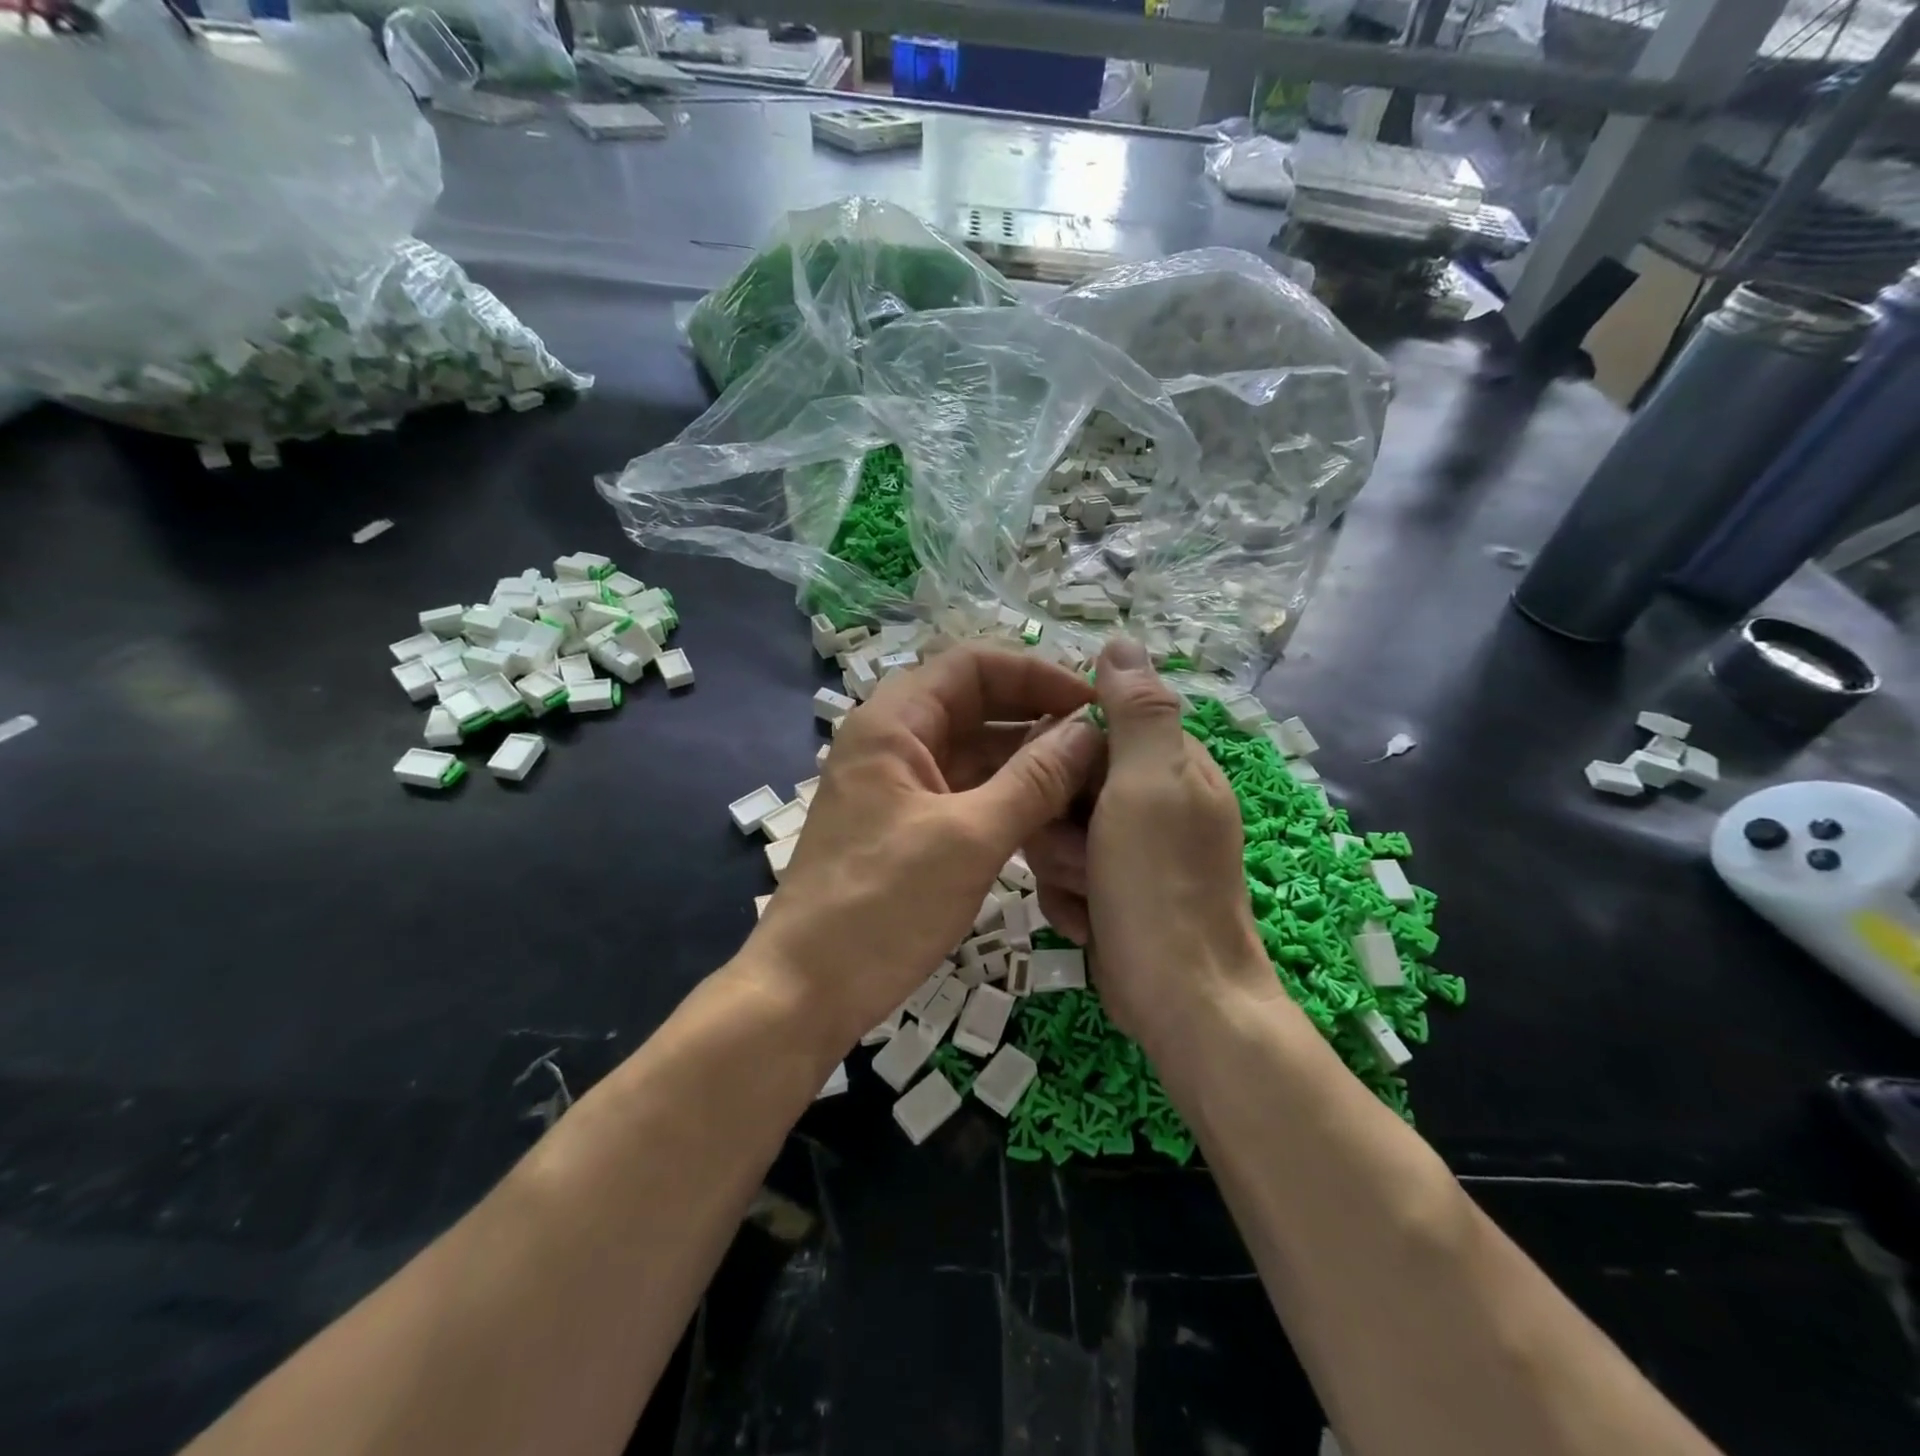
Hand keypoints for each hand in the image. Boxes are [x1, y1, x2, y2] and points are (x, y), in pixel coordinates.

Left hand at [751, 645, 1101, 1050]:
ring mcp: (901, 786)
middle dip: (1039, 719)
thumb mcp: (969, 838)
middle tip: (1105, 746)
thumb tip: (1089, 731)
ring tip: (1094, 783)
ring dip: (1030, 763)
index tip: (1093, 704)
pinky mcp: (909, 826)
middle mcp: (895, 742)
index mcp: (894, 722)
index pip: (974, 665)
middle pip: (978, 706)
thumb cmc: (882, 906)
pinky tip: (1056, 819)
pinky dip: (1010, 799)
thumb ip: (1034, 779)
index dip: (1037, 674)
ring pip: (976, 753)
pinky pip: (968, 793)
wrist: (806, 993)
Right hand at [1026, 639, 1275, 1049]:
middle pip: (1068, 784)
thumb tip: (1121, 641)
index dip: (1062, 757)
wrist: (1181, 1002)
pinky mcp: (1117, 892)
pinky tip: (1091, 921)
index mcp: (1172, 764)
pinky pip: (1066, 875)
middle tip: (1085, 852)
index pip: (1090, 729)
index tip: (1056, 788)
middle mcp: (1155, 801)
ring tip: (1091, 893)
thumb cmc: (1160, 886)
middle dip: (1061, 824)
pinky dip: (1070, 899)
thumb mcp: (1148, 785)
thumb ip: (1137, 711)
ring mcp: (1135, 851)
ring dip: (1062, 866)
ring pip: (1058, 832)